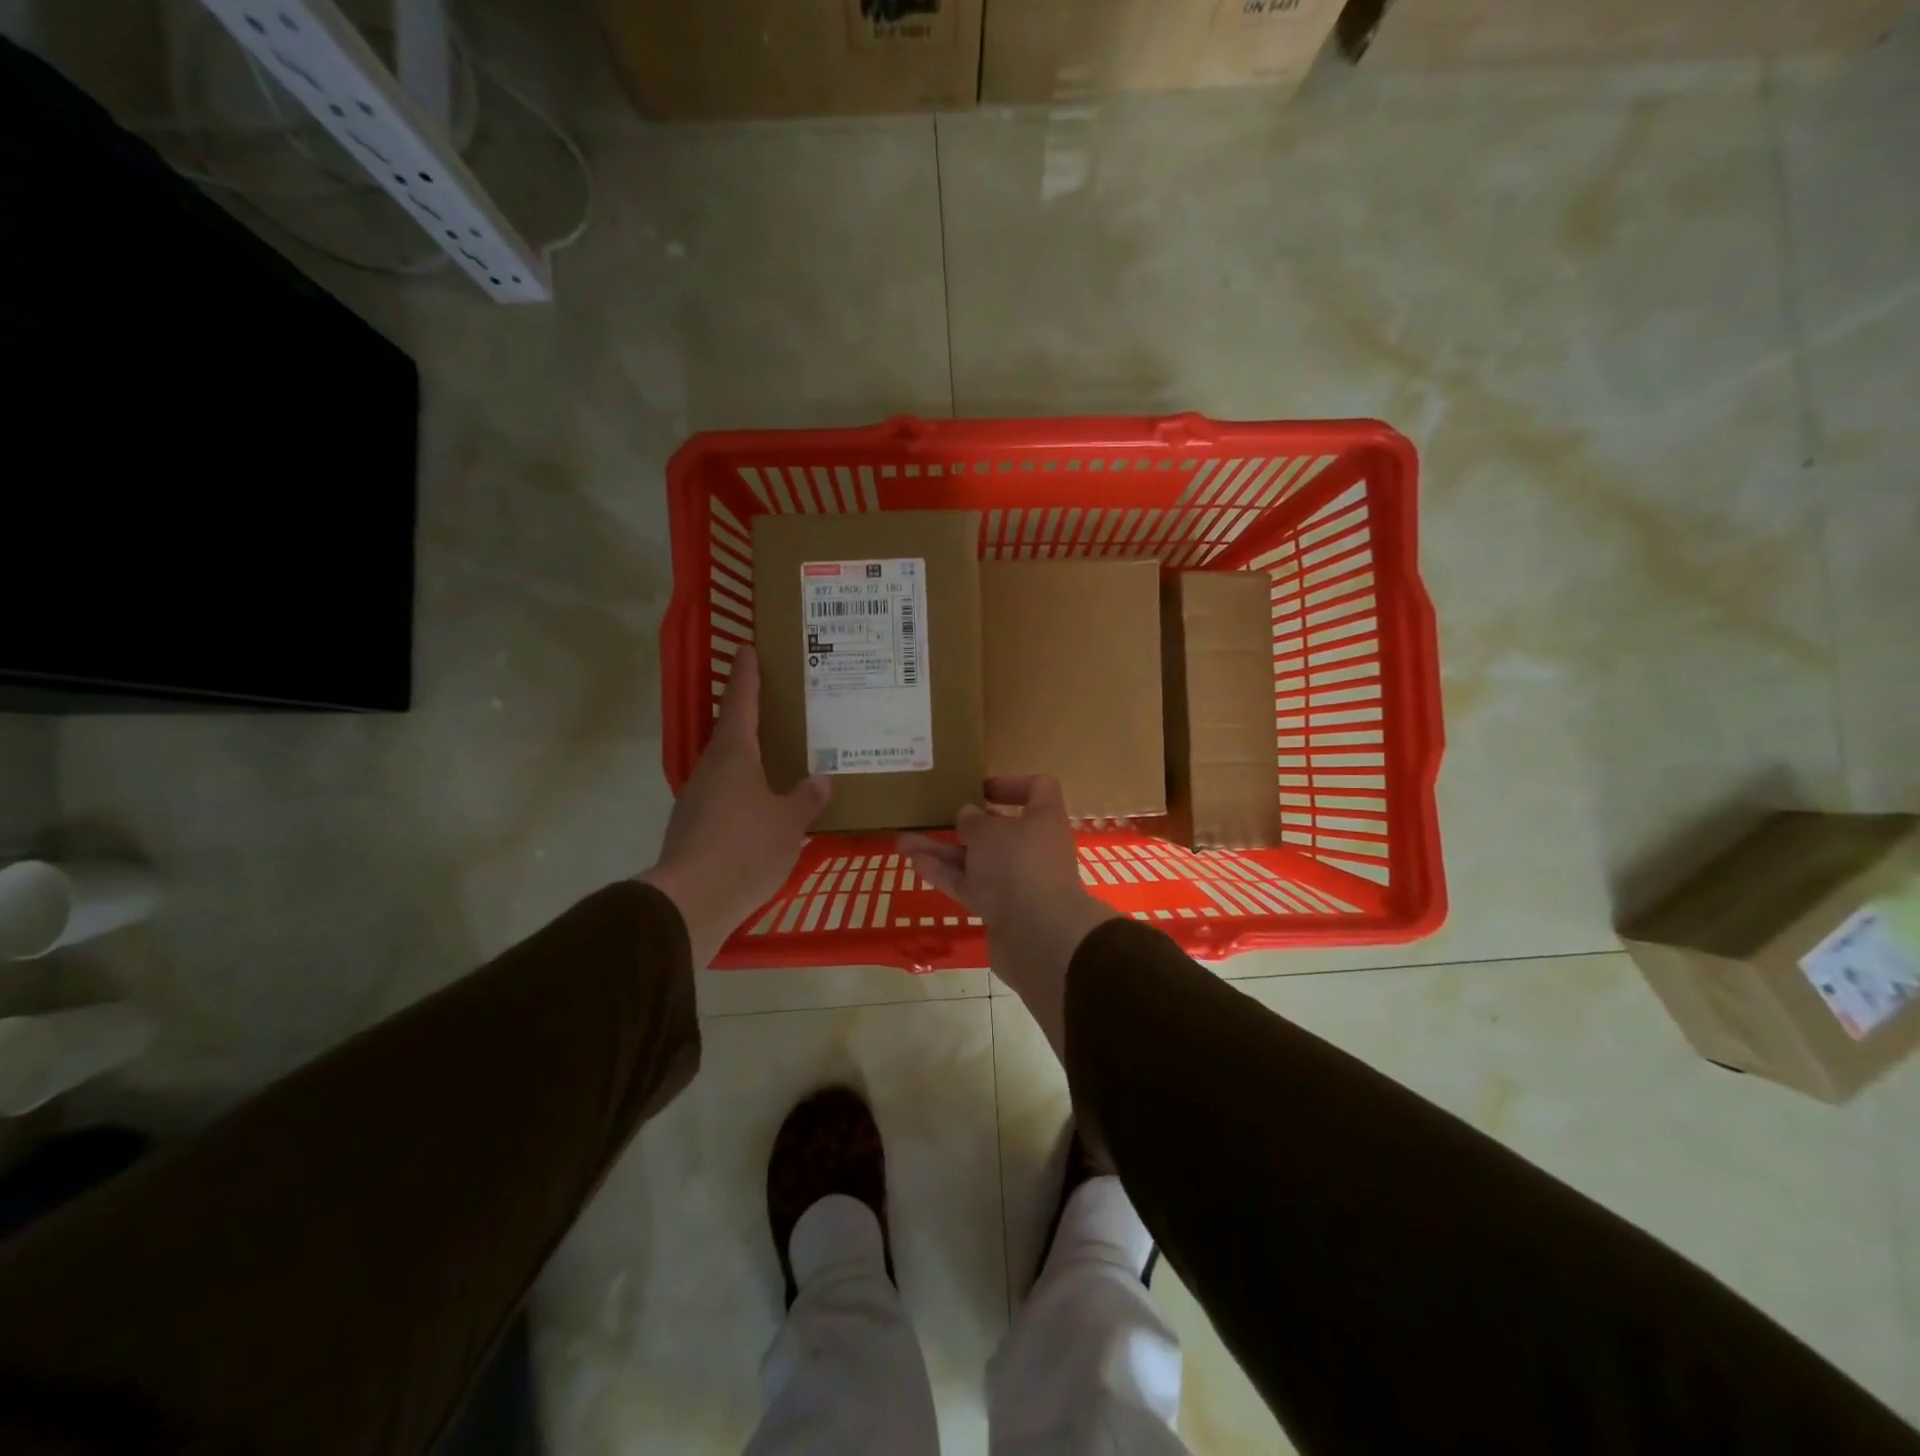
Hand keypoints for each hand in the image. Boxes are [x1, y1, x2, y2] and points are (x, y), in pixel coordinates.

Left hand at [642, 648, 830, 965]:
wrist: (691, 903)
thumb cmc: (745, 848)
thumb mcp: (789, 823)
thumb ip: (806, 798)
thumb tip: (820, 779)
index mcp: (733, 755)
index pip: (741, 701)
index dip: (747, 673)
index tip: (748, 647)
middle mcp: (710, 768)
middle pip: (732, 733)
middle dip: (754, 717)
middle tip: (783, 708)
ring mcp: (697, 799)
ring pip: (728, 766)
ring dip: (750, 758)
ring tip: (780, 758)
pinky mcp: (693, 827)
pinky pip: (725, 796)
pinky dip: (745, 791)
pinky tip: (764, 806)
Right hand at [900, 776, 1117, 1058]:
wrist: (1039, 937)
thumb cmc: (1018, 865)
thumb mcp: (989, 833)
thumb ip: (974, 822)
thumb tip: (968, 815)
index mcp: (1043, 819)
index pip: (1038, 789)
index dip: (1011, 784)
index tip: (980, 788)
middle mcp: (1033, 847)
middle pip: (999, 829)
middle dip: (963, 824)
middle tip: (932, 815)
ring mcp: (1017, 880)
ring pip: (977, 860)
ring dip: (942, 851)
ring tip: (903, 842)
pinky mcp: (1001, 909)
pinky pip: (970, 885)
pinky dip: (945, 875)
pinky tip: (915, 864)